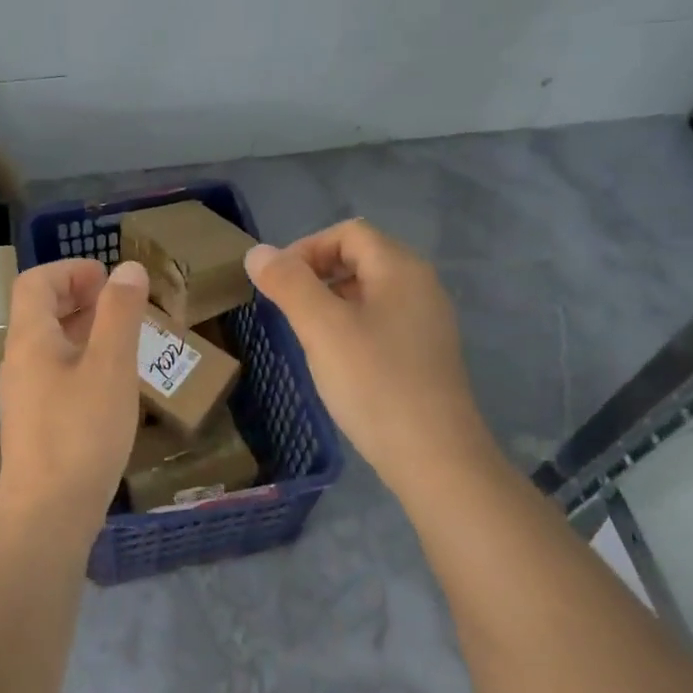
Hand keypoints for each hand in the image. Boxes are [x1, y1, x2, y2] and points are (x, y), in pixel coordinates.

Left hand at [0, 258, 149, 544]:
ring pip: (49, 344)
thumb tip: (127, 269)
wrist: (47, 516)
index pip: (35, 283)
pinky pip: (55, 372)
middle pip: (39, 311)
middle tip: (119, 302)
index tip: (107, 276)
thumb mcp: (110, 367)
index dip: (69, 270)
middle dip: (78, 296)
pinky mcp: (35, 423)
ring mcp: (24, 395)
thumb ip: (120, 313)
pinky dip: (82, 359)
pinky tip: (110, 381)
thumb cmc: (81, 433)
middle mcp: (19, 361)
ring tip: (122, 336)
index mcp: (30, 340)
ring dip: (82, 328)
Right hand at [245, 219, 493, 495]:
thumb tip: (257, 251)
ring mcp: (427, 322)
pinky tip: (336, 361)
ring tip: (306, 335)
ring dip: (330, 302)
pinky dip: (350, 326)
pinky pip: (380, 321)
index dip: (307, 248)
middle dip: (316, 274)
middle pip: (359, 257)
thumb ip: (288, 283)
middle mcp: (420, 286)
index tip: (278, 283)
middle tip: (286, 308)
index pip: (348, 232)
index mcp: (401, 268)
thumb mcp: (321, 327)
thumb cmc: (375, 383)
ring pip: (368, 292)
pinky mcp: (425, 354)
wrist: (436, 459)